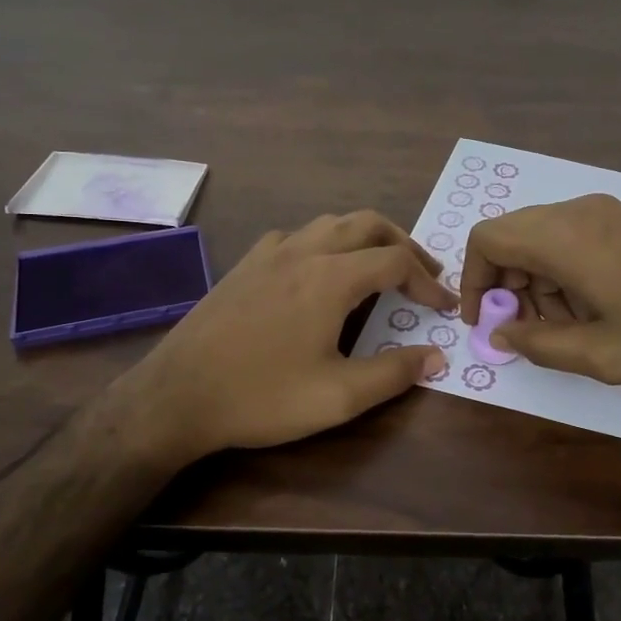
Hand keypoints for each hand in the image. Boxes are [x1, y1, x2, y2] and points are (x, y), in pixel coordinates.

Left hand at [114, 212, 455, 465]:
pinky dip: (324, 243)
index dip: (428, 281)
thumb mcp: (339, 397)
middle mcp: (303, 252)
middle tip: (424, 272)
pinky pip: (296, 236)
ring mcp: (268, 254)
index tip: (444, 307)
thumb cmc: (262, 397)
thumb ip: (394, 373)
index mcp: (330, 278)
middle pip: (367, 224)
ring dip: (365, 238)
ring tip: (380, 266)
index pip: (396, 261)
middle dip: (403, 243)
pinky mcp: (244, 266)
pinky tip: (319, 271)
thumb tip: (437, 357)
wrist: (177, 396)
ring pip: (330, 223)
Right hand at [459, 194, 620, 384]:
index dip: (473, 279)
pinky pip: (575, 239)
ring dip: (539, 283)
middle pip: (514, 237)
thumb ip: (541, 345)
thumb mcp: (602, 354)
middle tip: (531, 331)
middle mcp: (578, 212)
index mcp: (563, 237)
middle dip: (509, 285)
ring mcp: (608, 212)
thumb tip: (502, 333)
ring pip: (544, 239)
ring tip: (570, 328)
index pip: (487, 238)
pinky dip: (566, 273)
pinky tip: (597, 310)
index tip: (486, 320)